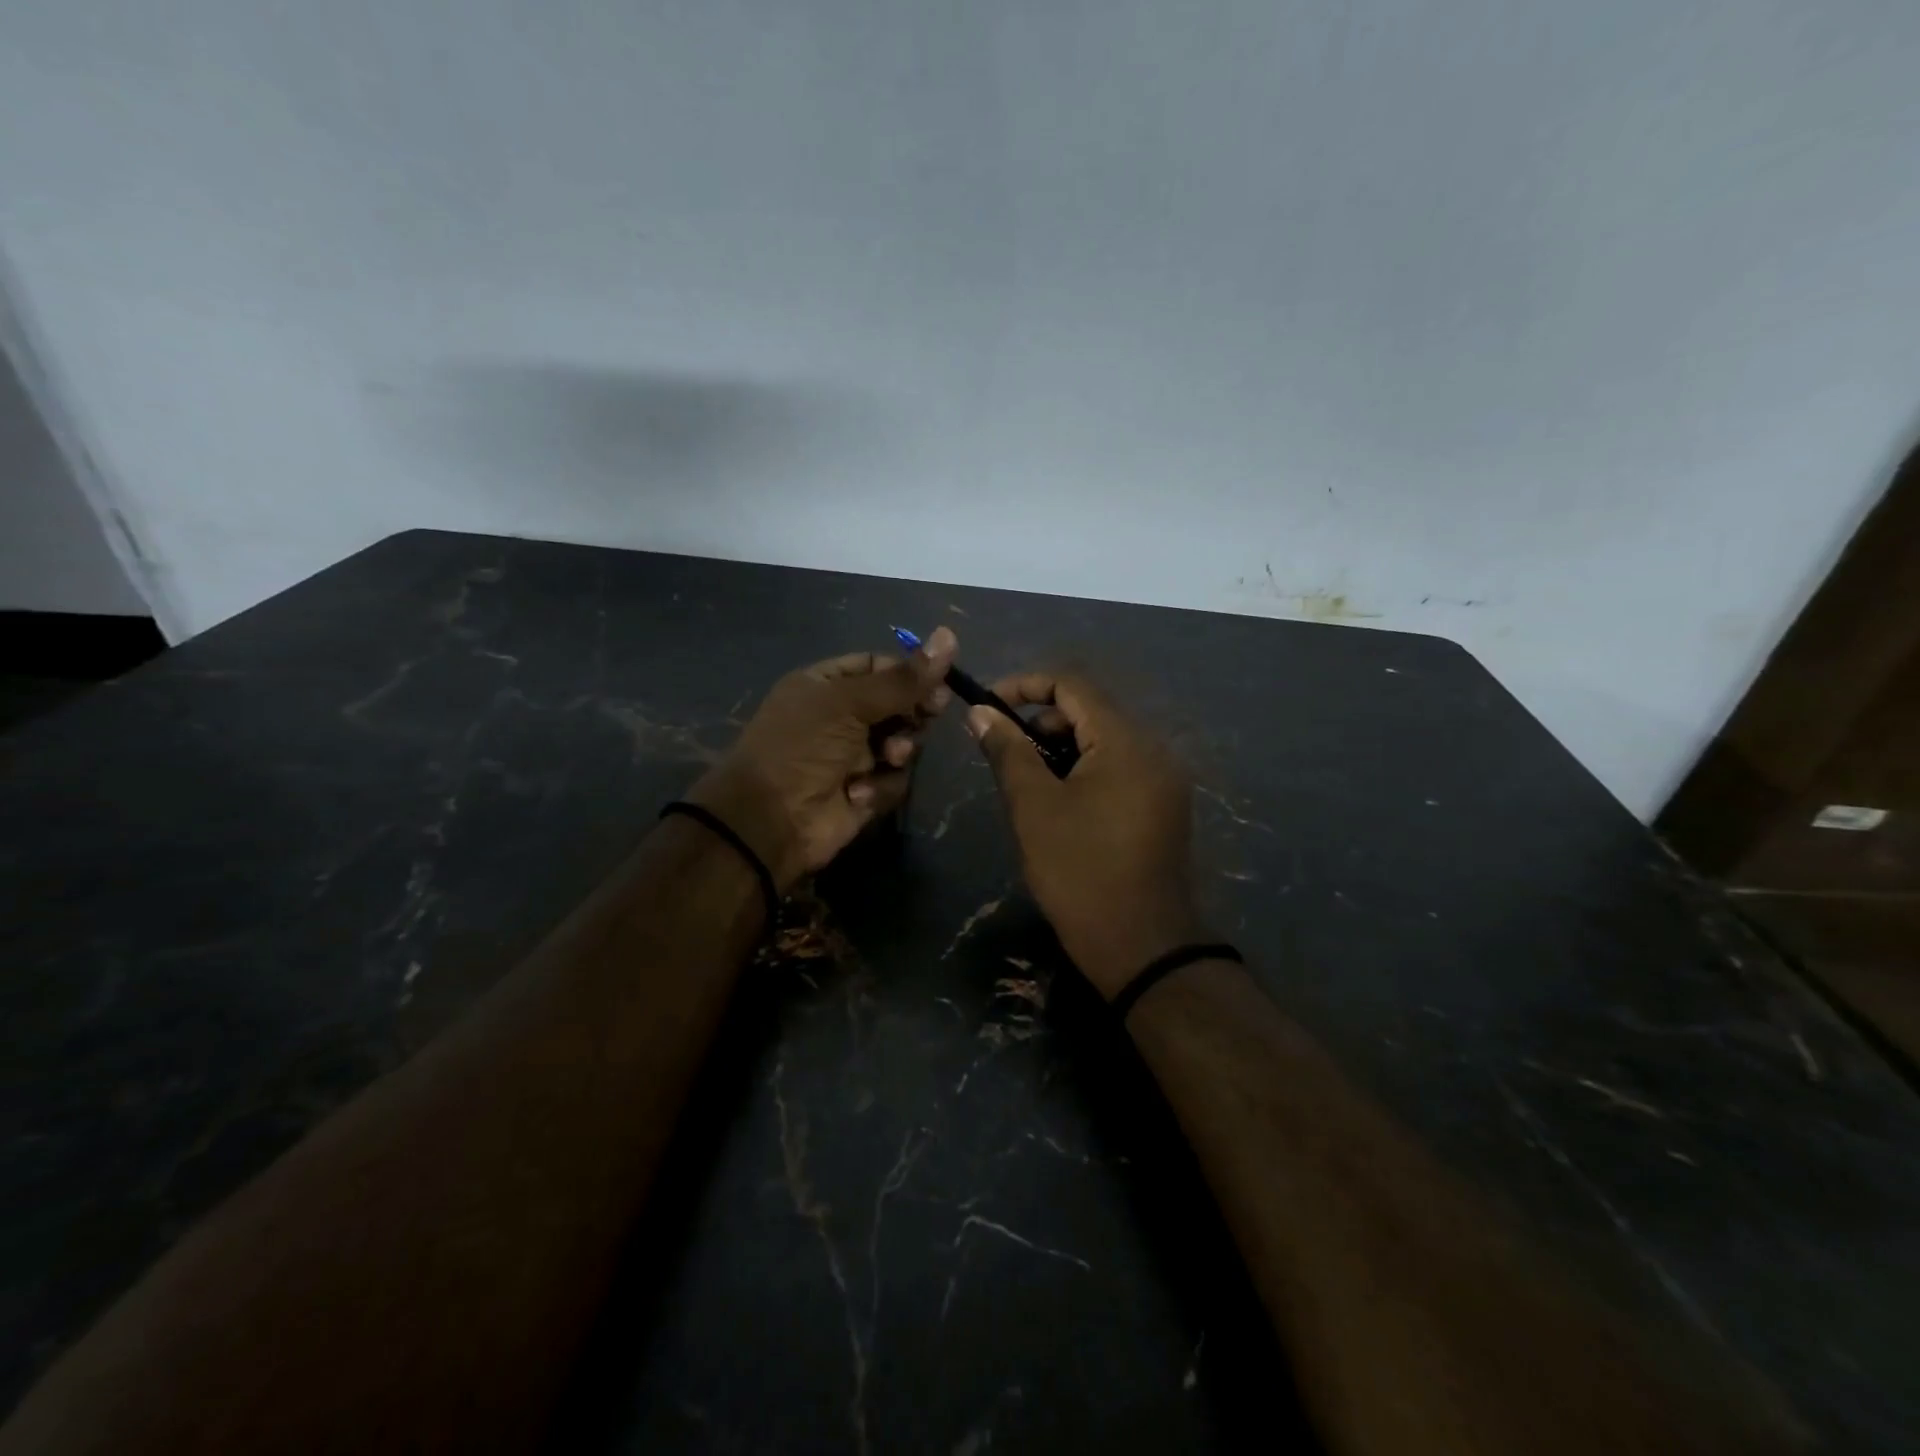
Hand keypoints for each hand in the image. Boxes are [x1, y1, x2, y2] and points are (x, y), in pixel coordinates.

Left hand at [691, 629, 956, 889]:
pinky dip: (880, 785)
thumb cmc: (802, 747)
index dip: (910, 672)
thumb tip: (949, 636)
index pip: (879, 666)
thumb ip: (903, 679)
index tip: (940, 680)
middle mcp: (841, 717)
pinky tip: (858, 792)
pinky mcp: (864, 791)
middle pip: (898, 704)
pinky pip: (893, 779)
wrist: (769, 820)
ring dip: (899, 749)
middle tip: (930, 713)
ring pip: (902, 742)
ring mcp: (853, 756)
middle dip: (913, 711)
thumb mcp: (850, 703)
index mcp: (827, 685)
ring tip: (888, 756)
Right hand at [967, 672, 1202, 998]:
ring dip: (1060, 748)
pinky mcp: (1162, 807)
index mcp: (1126, 742)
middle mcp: (1154, 750)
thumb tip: (981, 711)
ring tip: (1026, 782)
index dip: (1025, 685)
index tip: (988, 706)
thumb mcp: (1034, 807)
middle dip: (1041, 721)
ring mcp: (1163, 781)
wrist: (1141, 947)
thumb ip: (1007, 751)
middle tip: (1003, 752)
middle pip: (1091, 711)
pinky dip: (1083, 770)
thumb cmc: (1080, 871)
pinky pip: (1118, 769)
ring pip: (1104, 741)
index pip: (1073, 685)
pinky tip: (1059, 803)